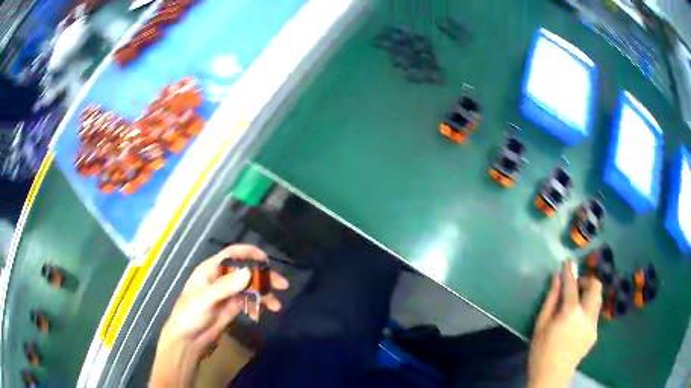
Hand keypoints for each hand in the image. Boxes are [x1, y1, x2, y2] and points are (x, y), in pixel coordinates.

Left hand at [150, 245, 288, 387]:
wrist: (188, 340)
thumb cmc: (190, 315)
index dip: (249, 253)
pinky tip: (268, 310)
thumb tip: (249, 272)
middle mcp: (221, 279)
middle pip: (246, 271)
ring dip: (265, 292)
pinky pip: (250, 300)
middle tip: (282, 284)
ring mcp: (228, 293)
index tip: (266, 260)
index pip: (231, 254)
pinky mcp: (233, 307)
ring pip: (251, 286)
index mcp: (211, 270)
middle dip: (264, 276)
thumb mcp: (205, 299)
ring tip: (276, 304)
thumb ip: (225, 286)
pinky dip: (260, 303)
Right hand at [528, 261, 602, 387]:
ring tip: (576, 305)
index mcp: (571, 313)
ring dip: (588, 296)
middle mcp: (587, 315)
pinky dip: (587, 310)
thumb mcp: (540, 326)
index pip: (572, 285)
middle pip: (596, 287)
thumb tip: (557, 279)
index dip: (570, 272)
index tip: (568, 262)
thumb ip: (551, 300)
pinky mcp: (595, 334)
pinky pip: (594, 314)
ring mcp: (593, 325)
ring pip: (597, 300)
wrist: (552, 376)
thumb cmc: (541, 351)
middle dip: (586, 282)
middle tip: (575, 288)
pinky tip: (576, 323)